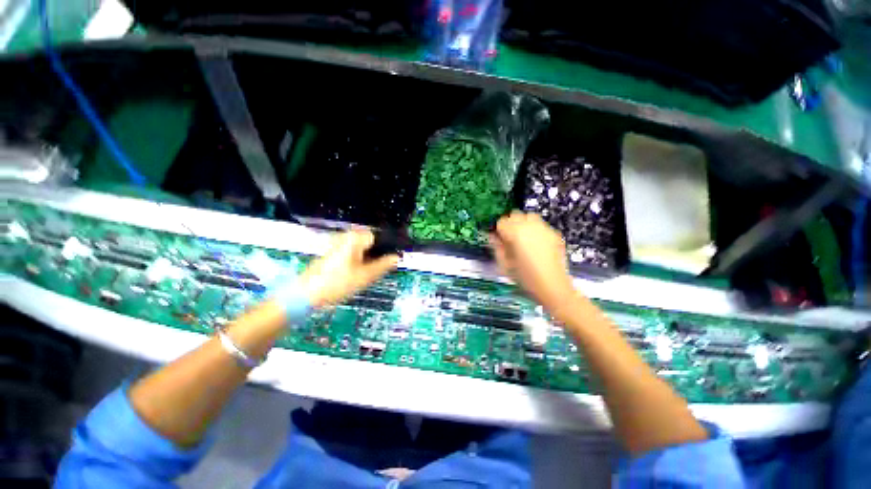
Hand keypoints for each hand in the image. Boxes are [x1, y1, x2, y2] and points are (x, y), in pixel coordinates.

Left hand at [297, 230, 399, 307]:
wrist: (305, 295)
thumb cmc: (337, 284)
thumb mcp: (365, 276)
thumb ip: (383, 265)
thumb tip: (397, 258)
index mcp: (355, 238)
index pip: (378, 236)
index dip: (386, 247)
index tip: (391, 259)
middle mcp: (346, 237)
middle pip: (370, 241)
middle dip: (377, 253)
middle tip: (380, 269)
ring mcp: (337, 244)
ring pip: (361, 248)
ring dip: (368, 258)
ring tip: (368, 273)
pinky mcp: (332, 253)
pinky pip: (352, 252)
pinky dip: (358, 260)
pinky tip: (356, 273)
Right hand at [489, 212, 577, 316]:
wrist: (553, 287)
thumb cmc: (525, 278)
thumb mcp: (504, 265)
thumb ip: (497, 247)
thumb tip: (493, 236)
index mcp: (515, 233)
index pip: (501, 221)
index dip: (498, 230)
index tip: (499, 239)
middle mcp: (529, 226)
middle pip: (515, 215)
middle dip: (510, 224)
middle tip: (510, 238)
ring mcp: (544, 229)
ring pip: (529, 216)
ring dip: (523, 223)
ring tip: (523, 238)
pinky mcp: (554, 234)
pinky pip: (541, 225)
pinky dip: (535, 229)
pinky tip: (535, 244)